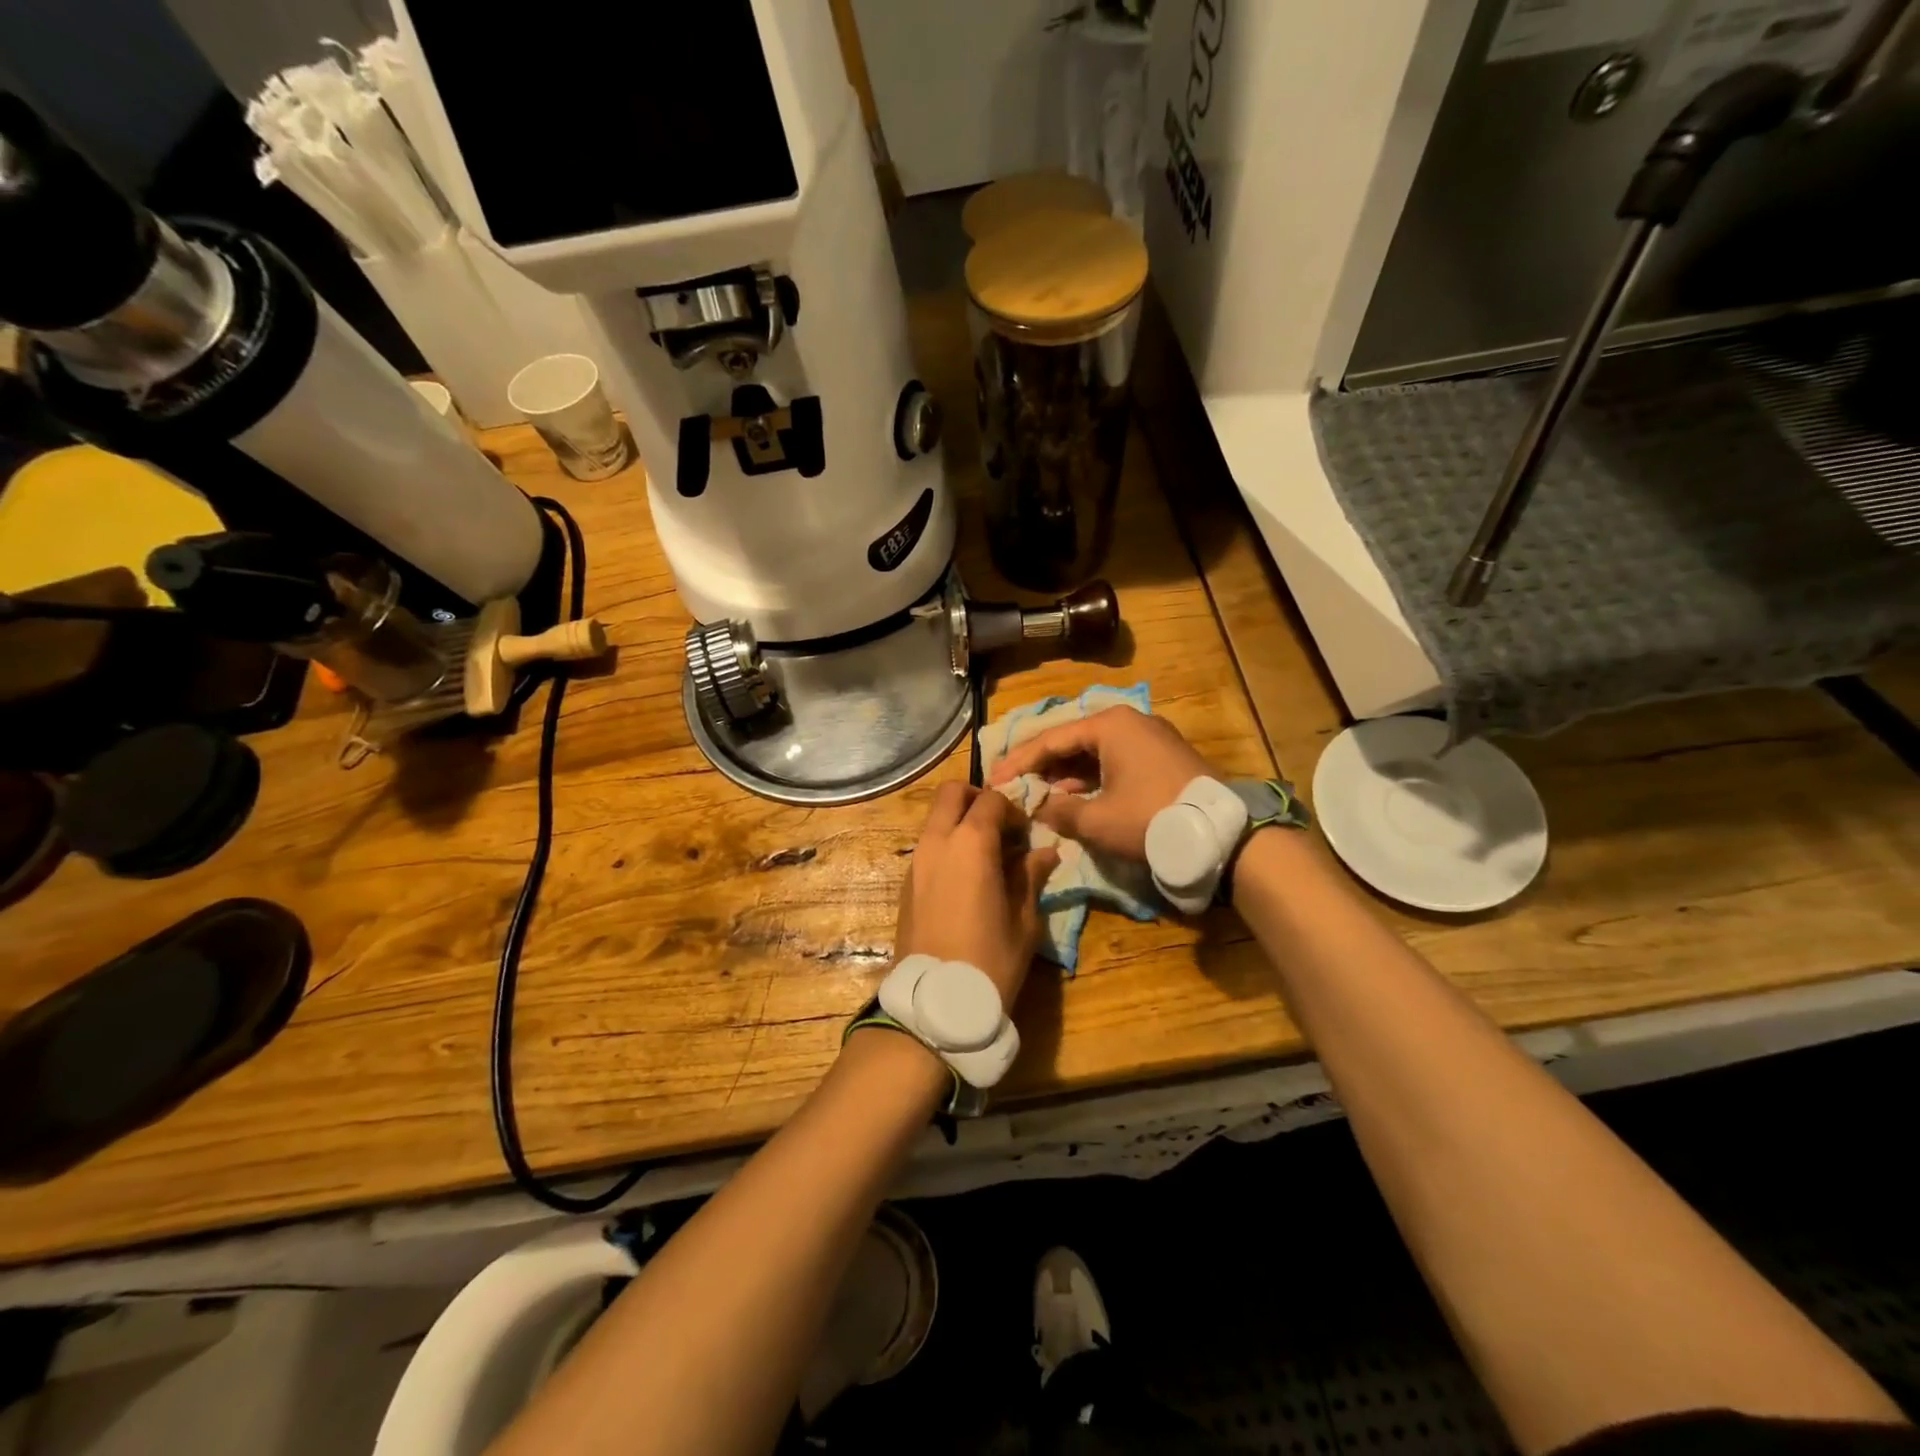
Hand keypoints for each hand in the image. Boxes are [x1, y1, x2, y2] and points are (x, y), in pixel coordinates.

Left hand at [895, 783, 1059, 1008]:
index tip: (1027, 834)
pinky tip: (967, 878)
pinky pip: (928, 845)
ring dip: (960, 822)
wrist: (936, 1003)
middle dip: (978, 799)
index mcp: (971, 844)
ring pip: (935, 818)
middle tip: (1001, 826)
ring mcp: (916, 861)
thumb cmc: (990, 960)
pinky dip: (947, 845)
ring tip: (987, 856)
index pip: (992, 800)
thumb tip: (1045, 853)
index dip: (1014, 810)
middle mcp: (937, 842)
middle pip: (952, 793)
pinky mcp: (906, 883)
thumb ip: (1031, 877)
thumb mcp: (1023, 921)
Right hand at [988, 705, 1212, 861]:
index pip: (1051, 739)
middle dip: (1041, 766)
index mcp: (1110, 725)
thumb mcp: (1097, 821)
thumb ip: (1058, 812)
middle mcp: (1130, 721)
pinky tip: (1075, 798)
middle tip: (1012, 784)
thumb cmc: (1150, 819)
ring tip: (1038, 794)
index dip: (1019, 762)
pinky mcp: (1163, 757)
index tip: (993, 779)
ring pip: (1094, 752)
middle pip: (1072, 741)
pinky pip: (1115, 761)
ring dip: (1066, 774)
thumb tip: (1036, 807)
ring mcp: (1150, 737)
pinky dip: (1092, 778)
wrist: (1222, 835)